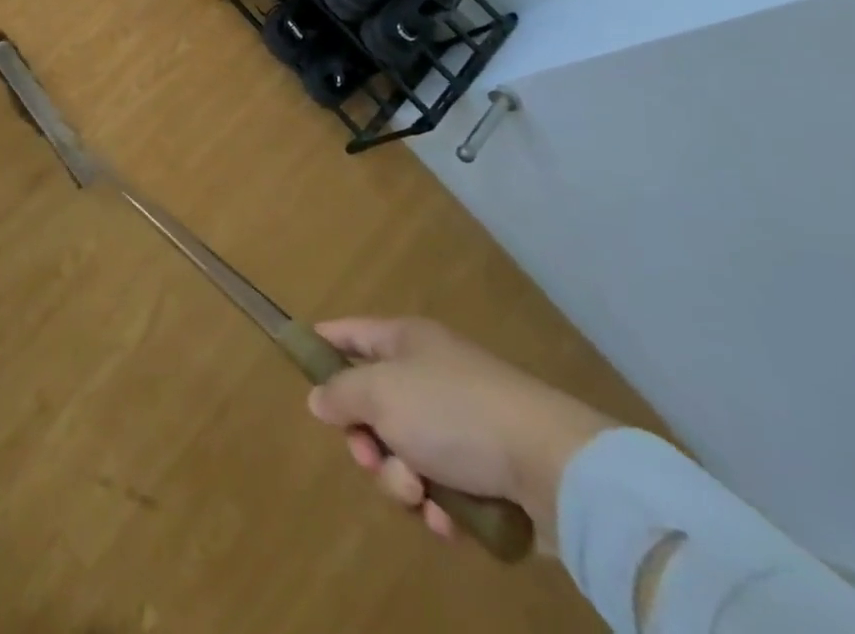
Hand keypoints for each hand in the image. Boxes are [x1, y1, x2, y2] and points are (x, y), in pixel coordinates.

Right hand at [306, 317, 615, 546]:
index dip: (323, 345)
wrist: (554, 467)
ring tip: (420, 495)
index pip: (350, 333)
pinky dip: (438, 507)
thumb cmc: (453, 412)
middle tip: (374, 458)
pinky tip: (448, 521)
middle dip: (367, 441)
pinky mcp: (488, 473)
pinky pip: (442, 489)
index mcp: (405, 342)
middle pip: (373, 406)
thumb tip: (319, 398)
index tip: (300, 366)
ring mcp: (461, 425)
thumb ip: (341, 394)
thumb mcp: (380, 394)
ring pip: (404, 454)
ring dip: (401, 480)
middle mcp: (430, 376)